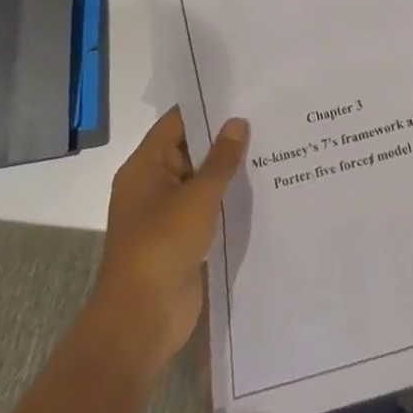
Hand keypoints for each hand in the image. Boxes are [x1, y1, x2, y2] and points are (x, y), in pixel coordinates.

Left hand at [86, 107, 248, 379]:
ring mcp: (166, 213)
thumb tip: (237, 122)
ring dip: (228, 169)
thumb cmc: (162, 246)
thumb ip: (221, 159)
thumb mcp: (198, 196)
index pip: (177, 121)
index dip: (207, 105)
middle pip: (190, 148)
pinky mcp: (180, 238)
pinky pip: (206, 207)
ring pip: (200, 179)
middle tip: (266, 114)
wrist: (141, 321)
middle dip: (224, 136)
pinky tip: (260, 187)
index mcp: (145, 166)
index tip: (243, 91)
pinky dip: (227, 197)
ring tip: (271, 145)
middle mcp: (152, 184)